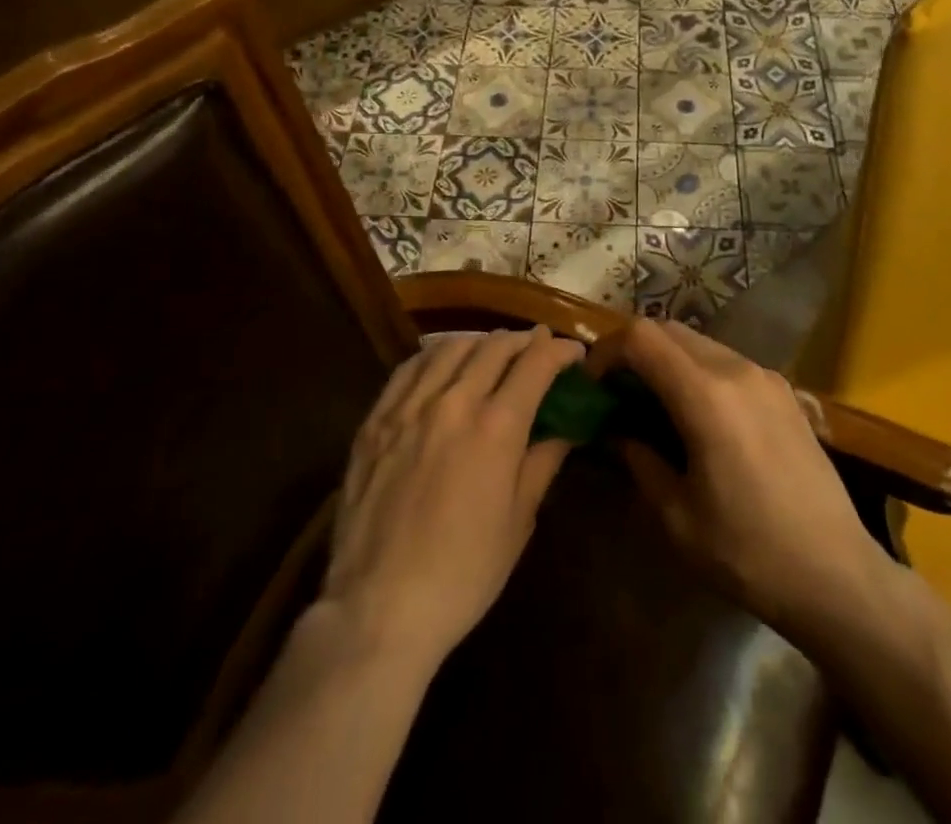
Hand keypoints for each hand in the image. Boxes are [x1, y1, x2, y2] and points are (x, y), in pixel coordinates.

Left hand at [319, 327, 584, 670]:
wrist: (379, 608)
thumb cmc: (462, 573)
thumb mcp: (518, 522)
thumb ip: (542, 463)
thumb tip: (565, 429)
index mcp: (496, 428)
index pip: (536, 365)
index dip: (561, 352)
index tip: (574, 354)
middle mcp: (454, 402)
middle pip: (494, 348)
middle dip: (524, 341)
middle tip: (539, 347)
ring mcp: (409, 407)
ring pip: (451, 348)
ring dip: (481, 342)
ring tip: (494, 351)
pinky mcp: (376, 420)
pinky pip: (409, 368)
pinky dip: (435, 355)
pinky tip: (442, 362)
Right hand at [587, 318, 884, 635]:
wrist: (838, 575)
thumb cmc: (748, 552)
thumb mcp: (677, 516)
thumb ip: (639, 460)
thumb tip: (618, 432)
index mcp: (706, 394)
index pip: (641, 337)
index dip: (607, 350)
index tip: (593, 384)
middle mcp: (737, 369)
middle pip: (669, 330)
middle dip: (634, 351)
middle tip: (617, 393)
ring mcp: (766, 377)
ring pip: (700, 342)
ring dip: (668, 360)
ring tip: (654, 405)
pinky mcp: (785, 392)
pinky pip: (728, 362)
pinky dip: (699, 371)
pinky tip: (699, 417)